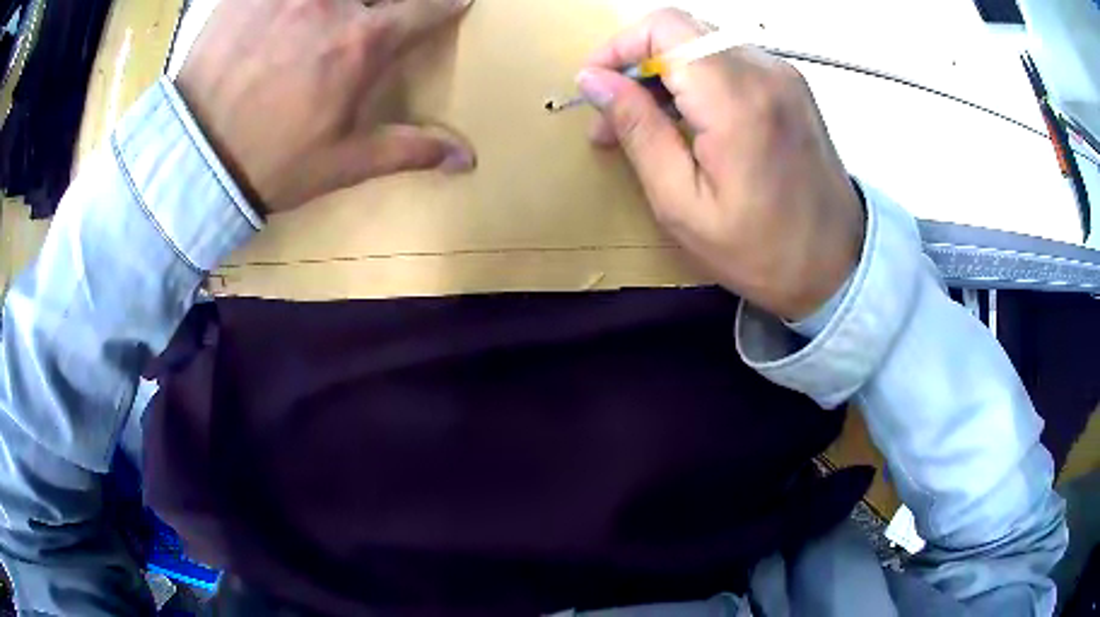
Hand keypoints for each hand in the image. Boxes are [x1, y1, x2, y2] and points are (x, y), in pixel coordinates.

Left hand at [177, 0, 475, 214]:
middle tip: (379, 15)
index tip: (452, 3)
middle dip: (394, 0)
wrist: (193, 161)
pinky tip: (291, 11)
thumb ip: (408, 149)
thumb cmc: (271, 163)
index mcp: (362, 44)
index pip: (430, 6)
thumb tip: (467, 158)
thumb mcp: (343, 163)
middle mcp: (332, 4)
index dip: (448, 3)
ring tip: (331, 15)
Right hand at [578, 9, 864, 319]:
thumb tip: (593, 80)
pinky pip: (729, 61)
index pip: (664, 27)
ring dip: (665, 73)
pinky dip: (697, 80)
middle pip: (681, 29)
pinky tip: (688, 121)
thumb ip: (637, 130)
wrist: (838, 265)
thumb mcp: (681, 204)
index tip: (596, 86)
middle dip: (636, 62)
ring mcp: (783, 75)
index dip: (618, 46)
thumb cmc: (759, 251)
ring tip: (647, 125)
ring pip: (703, 43)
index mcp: (737, 98)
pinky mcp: (791, 86)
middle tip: (615, 115)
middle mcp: (765, 70)